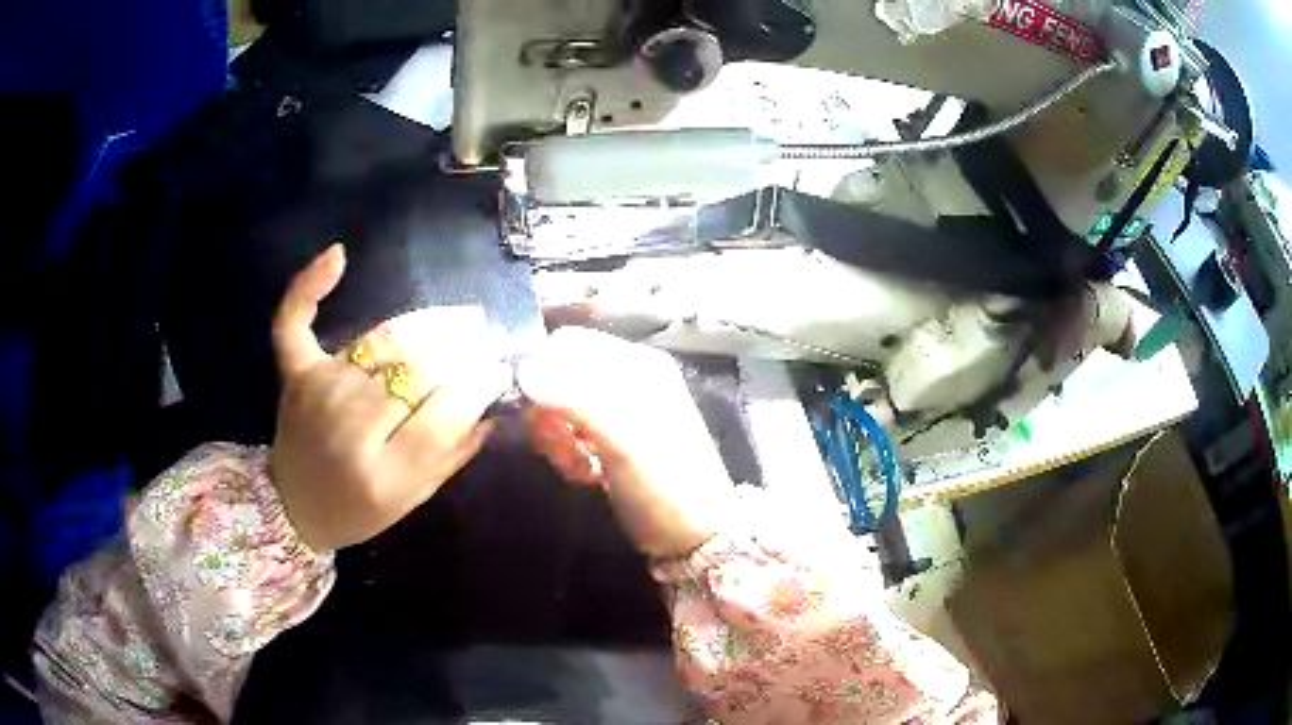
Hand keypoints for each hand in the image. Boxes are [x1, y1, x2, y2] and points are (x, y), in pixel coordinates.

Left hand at [270, 245, 510, 551]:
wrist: (293, 506)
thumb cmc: (359, 510)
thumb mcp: (415, 497)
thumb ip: (454, 451)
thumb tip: (493, 400)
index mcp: (383, 476)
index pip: (446, 413)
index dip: (480, 384)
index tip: (499, 371)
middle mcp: (348, 427)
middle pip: (418, 370)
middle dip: (463, 351)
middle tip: (485, 344)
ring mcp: (319, 392)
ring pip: (384, 340)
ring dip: (429, 325)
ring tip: (458, 321)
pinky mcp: (295, 371)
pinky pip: (295, 318)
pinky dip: (311, 284)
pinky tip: (339, 256)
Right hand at [519, 327, 735, 558]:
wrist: (696, 537)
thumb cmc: (665, 487)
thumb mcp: (623, 443)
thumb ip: (574, 400)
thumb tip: (522, 369)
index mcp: (637, 365)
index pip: (567, 344)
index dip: (542, 375)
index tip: (540, 417)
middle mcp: (628, 377)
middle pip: (559, 374)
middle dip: (548, 412)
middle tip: (559, 450)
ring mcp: (621, 407)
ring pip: (561, 404)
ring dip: (557, 436)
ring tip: (575, 467)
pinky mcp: (613, 436)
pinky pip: (572, 429)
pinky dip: (568, 450)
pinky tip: (585, 474)